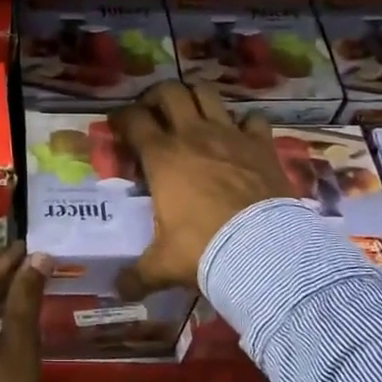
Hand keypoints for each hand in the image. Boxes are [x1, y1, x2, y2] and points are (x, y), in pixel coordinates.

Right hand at [111, 81, 291, 295]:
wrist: (264, 251)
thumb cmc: (203, 249)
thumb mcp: (162, 265)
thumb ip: (137, 275)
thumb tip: (118, 290)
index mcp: (162, 157)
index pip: (133, 120)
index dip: (121, 118)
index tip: (117, 125)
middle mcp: (193, 135)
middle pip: (169, 91)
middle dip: (156, 97)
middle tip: (153, 113)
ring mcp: (230, 135)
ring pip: (207, 94)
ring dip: (196, 99)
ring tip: (191, 114)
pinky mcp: (262, 144)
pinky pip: (253, 119)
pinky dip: (244, 123)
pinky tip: (240, 136)